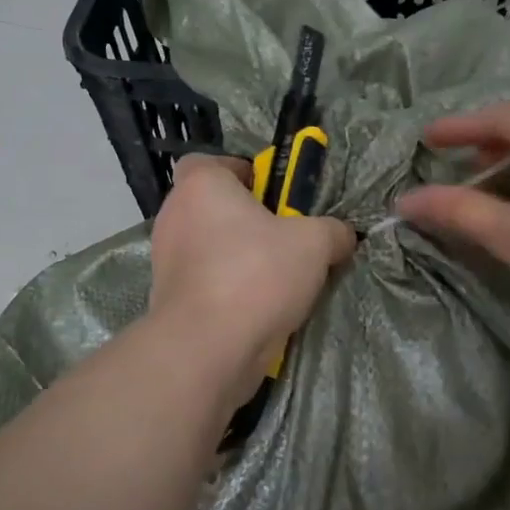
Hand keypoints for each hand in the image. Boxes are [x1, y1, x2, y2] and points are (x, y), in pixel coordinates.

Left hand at [149, 154, 355, 406]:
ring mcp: (166, 261)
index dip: (242, 172)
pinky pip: (206, 283)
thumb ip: (333, 231)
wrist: (208, 347)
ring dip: (240, 259)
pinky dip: (229, 291)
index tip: (273, 194)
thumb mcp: (315, 243)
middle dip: (248, 221)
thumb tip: (343, 236)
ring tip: (281, 280)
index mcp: (201, 186)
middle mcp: (175, 217)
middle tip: (286, 239)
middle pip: (213, 208)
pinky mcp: (169, 300)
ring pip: (210, 248)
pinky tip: (261, 309)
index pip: (209, 162)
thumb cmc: (257, 274)